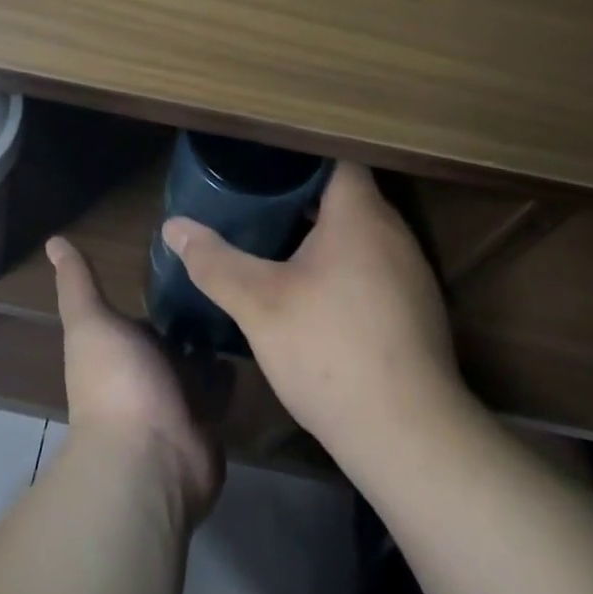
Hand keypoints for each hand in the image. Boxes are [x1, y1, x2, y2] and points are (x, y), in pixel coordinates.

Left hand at [48, 237, 221, 518]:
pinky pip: (224, 387)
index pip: (146, 315)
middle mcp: (149, 373)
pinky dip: (234, 368)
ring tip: (247, 297)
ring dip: (217, 339)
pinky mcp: (210, 419)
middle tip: (229, 271)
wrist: (149, 457)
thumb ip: (77, 284)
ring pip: (201, 360)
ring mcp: (180, 399)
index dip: (163, 291)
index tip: (190, 256)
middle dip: (195, 314)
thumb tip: (53, 240)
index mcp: (122, 348)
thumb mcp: (91, 322)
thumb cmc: (117, 382)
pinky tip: (256, 336)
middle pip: (176, 338)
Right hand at [161, 163, 458, 459]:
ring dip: (326, 236)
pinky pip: (376, 269)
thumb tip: (173, 227)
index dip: (299, 157)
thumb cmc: (329, 350)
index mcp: (360, 214)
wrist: (408, 436)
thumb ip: (214, 261)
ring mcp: (412, 274)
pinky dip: (346, 269)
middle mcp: (394, 233)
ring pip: (363, 236)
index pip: (336, 160)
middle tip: (258, 203)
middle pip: (348, 197)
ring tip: (279, 243)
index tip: (262, 166)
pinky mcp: (418, 311)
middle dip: (304, 198)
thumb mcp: (258, 303)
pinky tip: (316, 296)